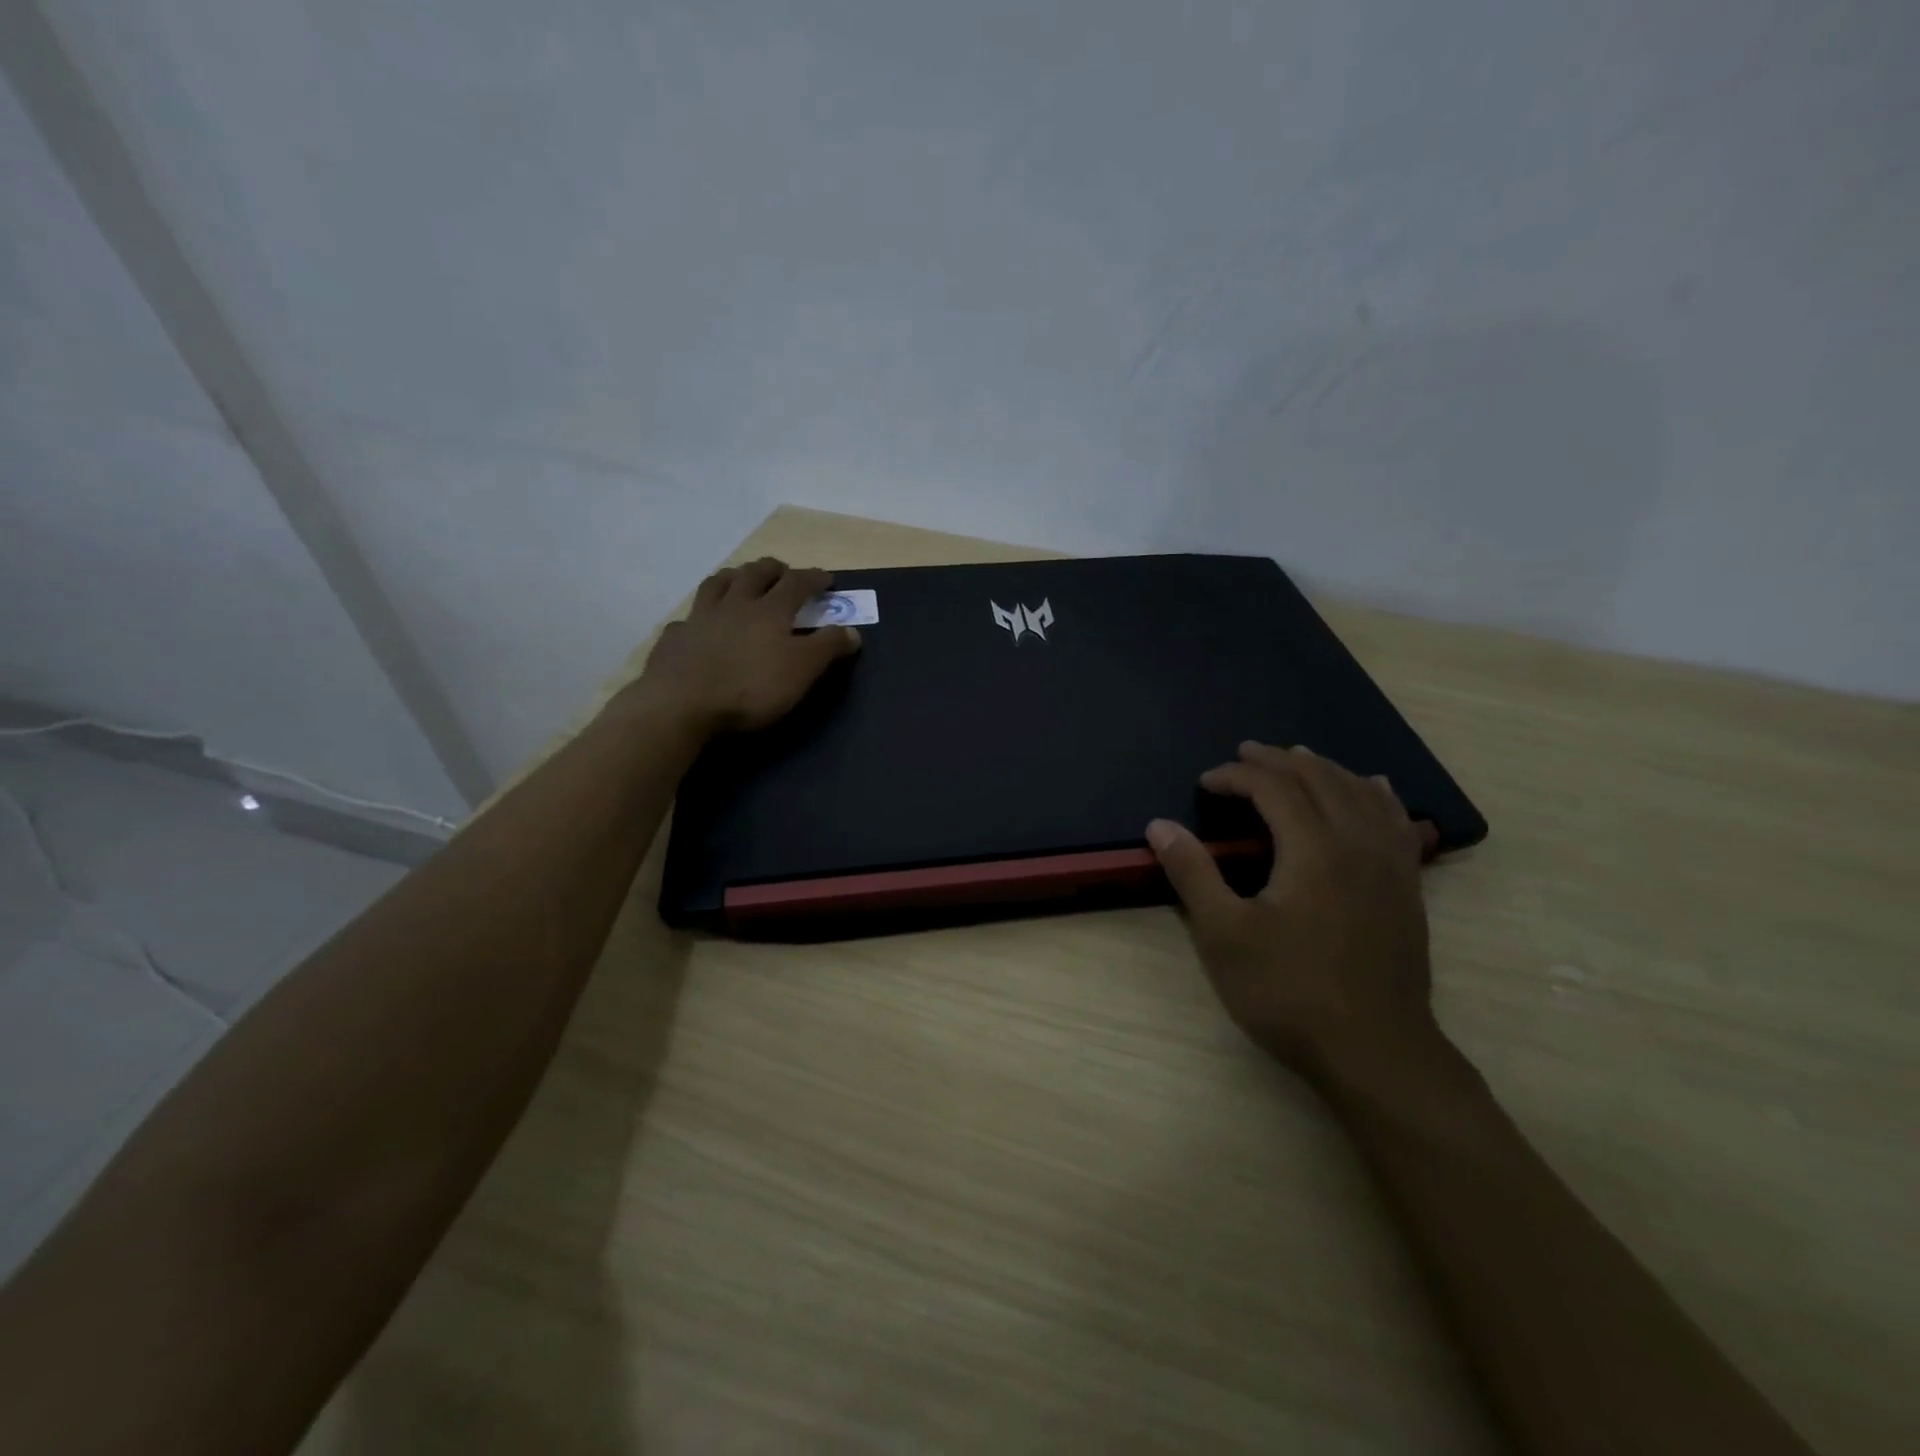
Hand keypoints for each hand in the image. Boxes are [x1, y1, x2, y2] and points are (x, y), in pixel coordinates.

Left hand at [633, 558, 861, 734]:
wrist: (681, 704)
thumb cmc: (751, 687)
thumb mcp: (802, 670)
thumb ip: (827, 647)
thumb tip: (852, 631)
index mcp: (770, 611)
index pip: (797, 583)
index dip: (814, 578)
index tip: (827, 578)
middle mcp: (734, 604)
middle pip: (754, 574)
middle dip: (773, 569)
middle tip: (782, 571)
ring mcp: (700, 618)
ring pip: (717, 585)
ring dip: (733, 577)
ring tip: (739, 579)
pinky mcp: (675, 639)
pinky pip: (688, 619)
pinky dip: (699, 616)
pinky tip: (699, 625)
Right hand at [1146, 742, 1440, 1081]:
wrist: (1376, 1053)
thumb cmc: (1290, 993)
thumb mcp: (1224, 936)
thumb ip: (1193, 873)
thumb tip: (1159, 825)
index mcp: (1313, 850)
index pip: (1274, 789)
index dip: (1236, 776)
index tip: (1205, 783)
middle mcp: (1357, 844)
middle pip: (1320, 780)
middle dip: (1277, 761)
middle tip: (1244, 754)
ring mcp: (1390, 866)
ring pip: (1361, 793)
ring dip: (1325, 769)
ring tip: (1299, 758)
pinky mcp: (1407, 889)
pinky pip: (1397, 822)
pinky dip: (1377, 795)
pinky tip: (1374, 788)